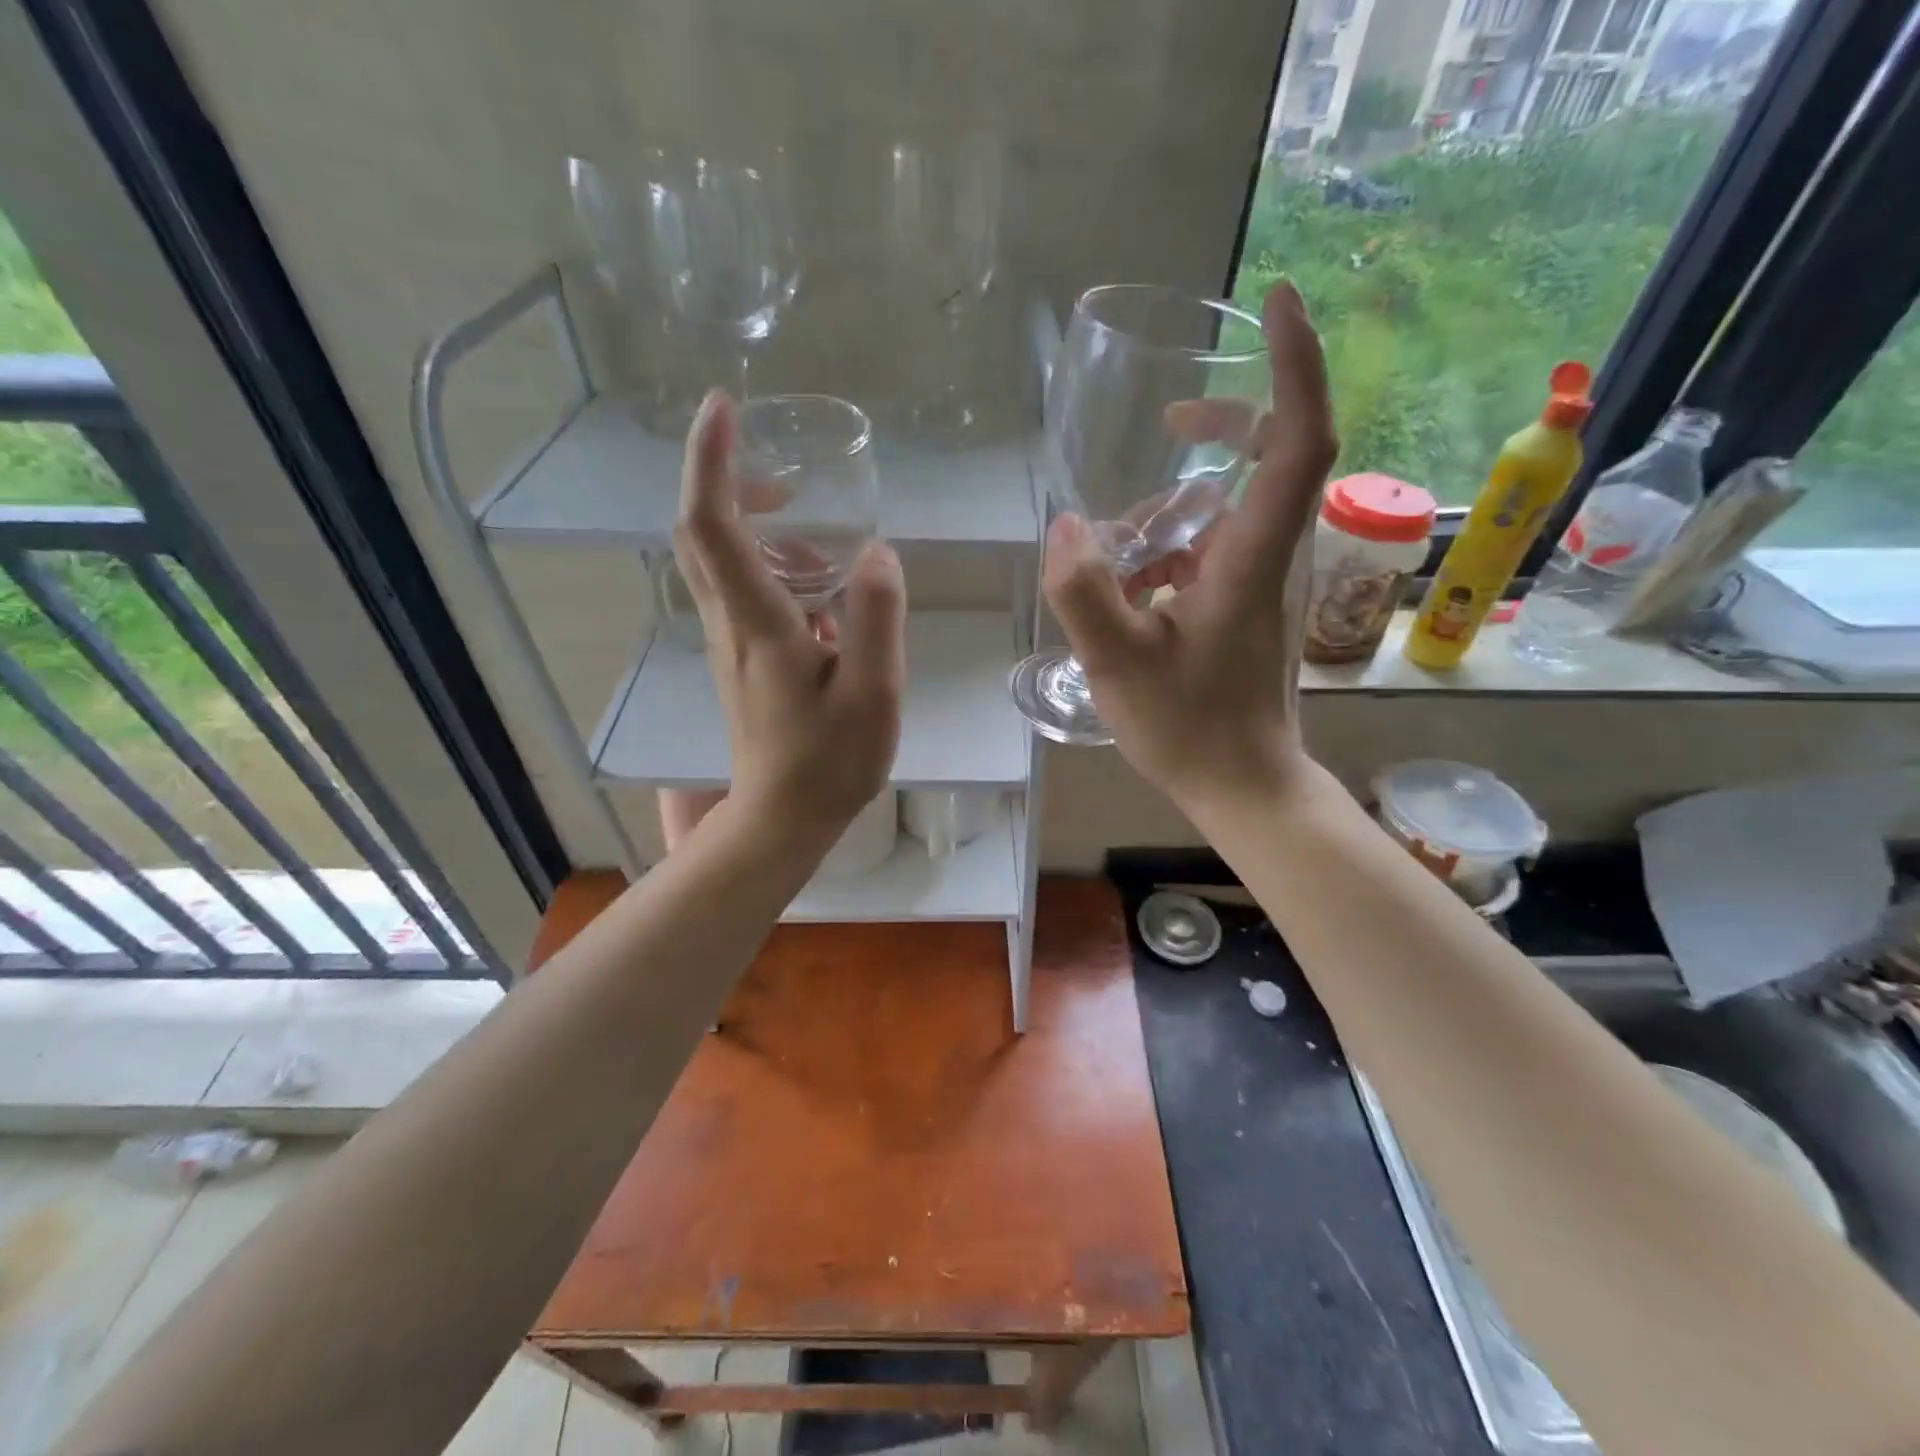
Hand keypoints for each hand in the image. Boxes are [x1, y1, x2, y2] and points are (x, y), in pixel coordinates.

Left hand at [674, 391, 905, 843]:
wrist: (784, 819)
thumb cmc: (830, 760)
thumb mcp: (873, 690)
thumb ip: (877, 617)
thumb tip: (877, 551)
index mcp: (757, 622)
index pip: (712, 522)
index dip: (712, 459)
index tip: (724, 406)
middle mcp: (730, 624)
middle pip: (700, 534)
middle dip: (729, 483)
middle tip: (784, 473)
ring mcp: (729, 645)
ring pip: (719, 564)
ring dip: (757, 531)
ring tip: (822, 543)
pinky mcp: (741, 664)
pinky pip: (739, 594)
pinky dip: (769, 569)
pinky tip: (823, 596)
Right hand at [1043, 280, 1336, 809]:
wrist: (1242, 786)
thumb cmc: (1188, 728)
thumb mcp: (1117, 663)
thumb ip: (1084, 593)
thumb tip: (1065, 526)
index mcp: (1249, 558)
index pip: (1298, 439)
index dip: (1296, 364)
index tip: (1279, 301)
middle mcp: (1268, 556)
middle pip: (1275, 458)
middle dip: (1228, 422)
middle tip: (1171, 418)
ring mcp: (1260, 583)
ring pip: (1233, 510)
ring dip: (1178, 506)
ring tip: (1118, 543)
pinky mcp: (1246, 607)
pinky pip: (1216, 550)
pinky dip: (1173, 548)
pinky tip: (1130, 584)